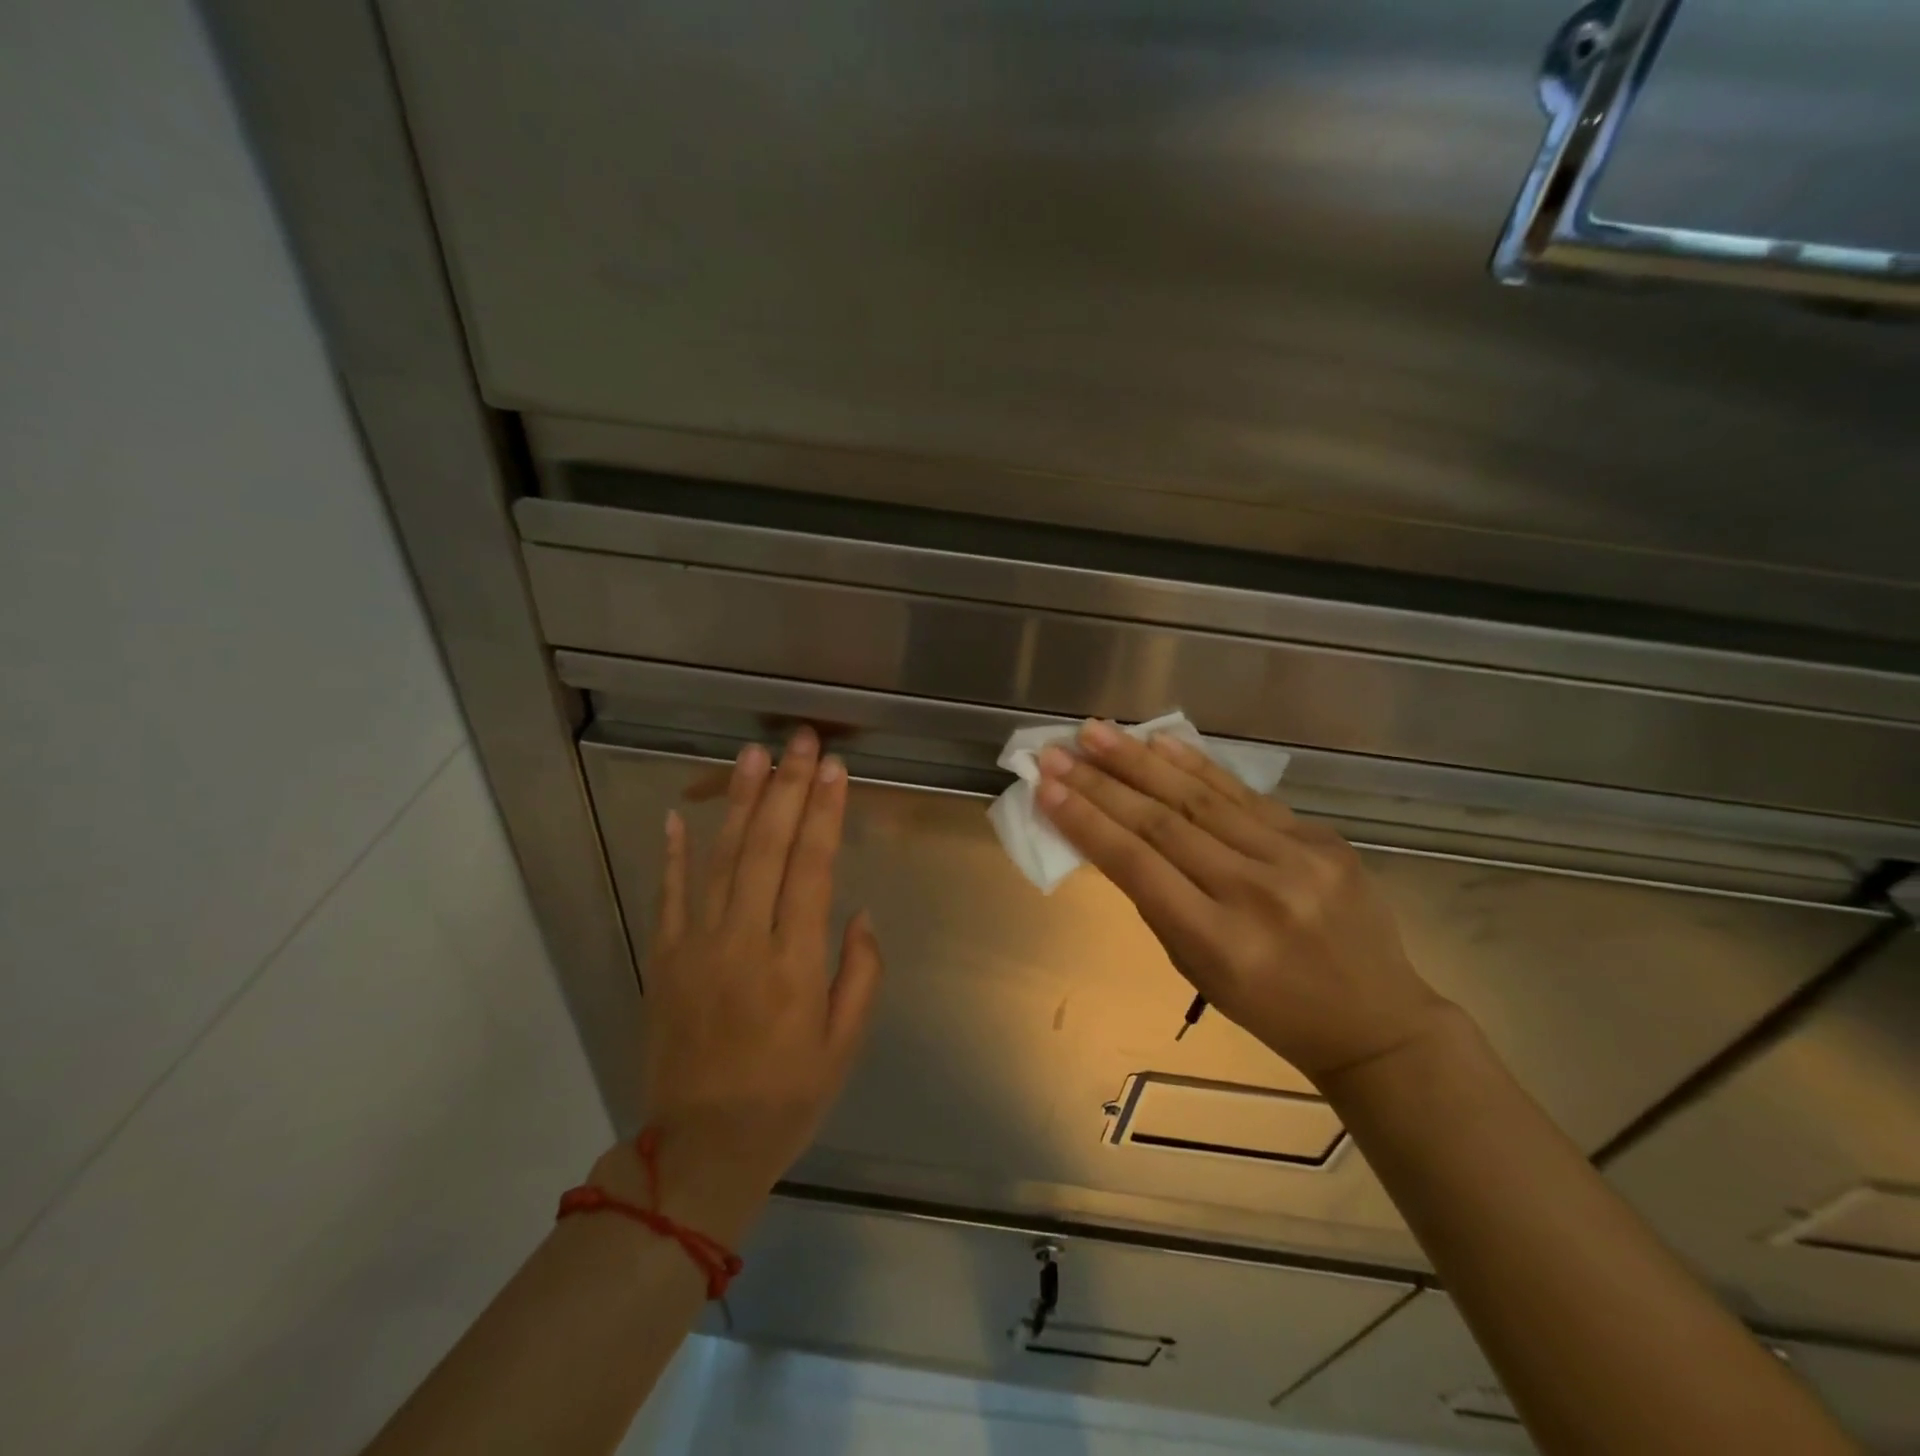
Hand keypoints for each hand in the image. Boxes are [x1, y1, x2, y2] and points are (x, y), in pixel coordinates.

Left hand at [594, 728, 884, 1244]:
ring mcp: (696, 947)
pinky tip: (680, 814)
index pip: (812, 869)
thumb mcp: (844, 1045)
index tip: (834, 769)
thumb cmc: (787, 1098)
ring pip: (720, 859)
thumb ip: (860, 973)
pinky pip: (668, 896)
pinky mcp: (663, 960)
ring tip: (753, 755)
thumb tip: (857, 914)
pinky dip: (673, 853)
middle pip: (767, 848)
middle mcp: (744, 942)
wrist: (700, 1150)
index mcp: (795, 963)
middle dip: (788, 788)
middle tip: (800, 741)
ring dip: (740, 803)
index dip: (825, 814)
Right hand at [1036, 721, 1453, 1090]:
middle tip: (1056, 750)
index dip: (1085, 822)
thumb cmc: (1269, 1008)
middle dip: (1100, 782)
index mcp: (1218, 943)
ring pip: (1201, 798)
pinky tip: (1160, 742)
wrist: (1376, 1021)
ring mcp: (1297, 860)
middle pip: (1162, 823)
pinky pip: (1246, 795)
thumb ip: (1156, 901)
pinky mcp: (1323, 838)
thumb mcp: (1198, 970)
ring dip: (1139, 760)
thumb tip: (1111, 836)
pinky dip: (1197, 766)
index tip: (1045, 787)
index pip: (1137, 866)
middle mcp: (1256, 894)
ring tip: (1096, 731)